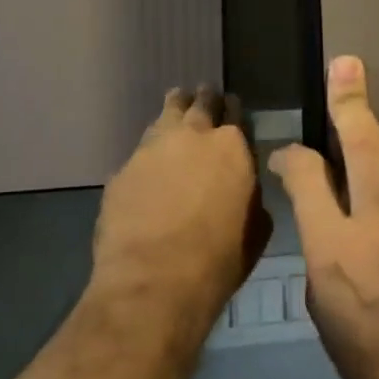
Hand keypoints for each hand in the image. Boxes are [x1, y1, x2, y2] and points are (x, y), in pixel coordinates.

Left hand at [90, 86, 269, 335]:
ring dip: (173, 113)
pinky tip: (151, 166)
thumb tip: (243, 188)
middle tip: (203, 97)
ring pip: (165, 116)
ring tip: (175, 110)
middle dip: (203, 99)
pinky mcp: (122, 171)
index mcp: (233, 146)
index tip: (232, 109)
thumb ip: (250, 195)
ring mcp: (152, 149)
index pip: (236, 112)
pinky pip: (140, 152)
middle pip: (199, 104)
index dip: (234, 110)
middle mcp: (193, 136)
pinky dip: (150, 153)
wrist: (154, 281)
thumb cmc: (219, 259)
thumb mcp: (256, 227)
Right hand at [270, 56, 378, 378]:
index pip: (306, 178)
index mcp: (333, 248)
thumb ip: (320, 245)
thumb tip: (321, 206)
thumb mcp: (324, 306)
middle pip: (362, 145)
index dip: (293, 156)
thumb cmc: (371, 357)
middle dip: (350, 100)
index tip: (291, 151)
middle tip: (348, 63)